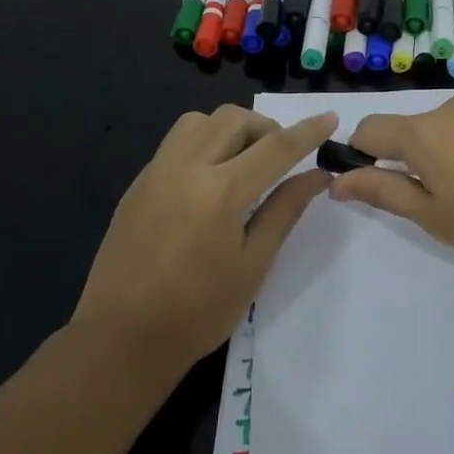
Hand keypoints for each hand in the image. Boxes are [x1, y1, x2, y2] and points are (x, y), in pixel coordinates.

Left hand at [72, 105, 336, 374]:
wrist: (123, 337)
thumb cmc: (200, 310)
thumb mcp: (253, 263)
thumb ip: (285, 210)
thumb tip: (317, 175)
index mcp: (221, 191)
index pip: (276, 146)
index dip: (308, 130)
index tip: (330, 116)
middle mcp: (186, 167)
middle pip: (233, 119)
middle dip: (266, 127)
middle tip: (281, 157)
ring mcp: (155, 172)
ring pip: (198, 121)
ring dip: (229, 129)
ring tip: (243, 163)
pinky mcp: (137, 184)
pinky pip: (175, 143)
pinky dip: (202, 144)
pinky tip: (209, 182)